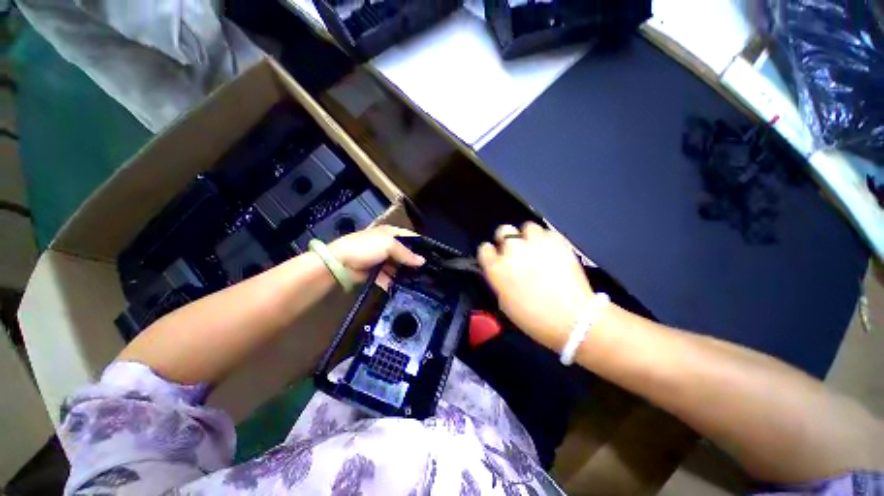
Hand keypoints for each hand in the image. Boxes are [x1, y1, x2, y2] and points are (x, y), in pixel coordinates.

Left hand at [328, 225, 424, 282]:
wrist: (340, 263)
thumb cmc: (365, 247)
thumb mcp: (388, 245)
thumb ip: (406, 253)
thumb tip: (423, 261)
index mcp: (390, 233)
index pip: (410, 237)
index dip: (421, 245)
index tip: (433, 256)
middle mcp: (388, 245)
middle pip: (406, 253)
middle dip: (414, 261)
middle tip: (428, 271)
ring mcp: (382, 259)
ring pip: (399, 266)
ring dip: (406, 273)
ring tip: (420, 281)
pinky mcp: (377, 271)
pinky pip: (390, 276)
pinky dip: (395, 280)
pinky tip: (404, 286)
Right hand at [478, 222, 594, 351]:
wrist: (572, 318)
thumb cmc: (533, 317)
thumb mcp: (504, 301)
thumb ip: (499, 279)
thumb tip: (501, 269)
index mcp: (496, 267)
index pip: (484, 248)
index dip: (491, 253)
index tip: (497, 258)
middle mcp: (512, 250)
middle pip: (503, 231)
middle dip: (507, 240)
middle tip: (517, 253)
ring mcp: (535, 242)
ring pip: (526, 227)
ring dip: (528, 238)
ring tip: (537, 250)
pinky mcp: (557, 239)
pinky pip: (547, 233)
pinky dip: (547, 241)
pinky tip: (553, 253)